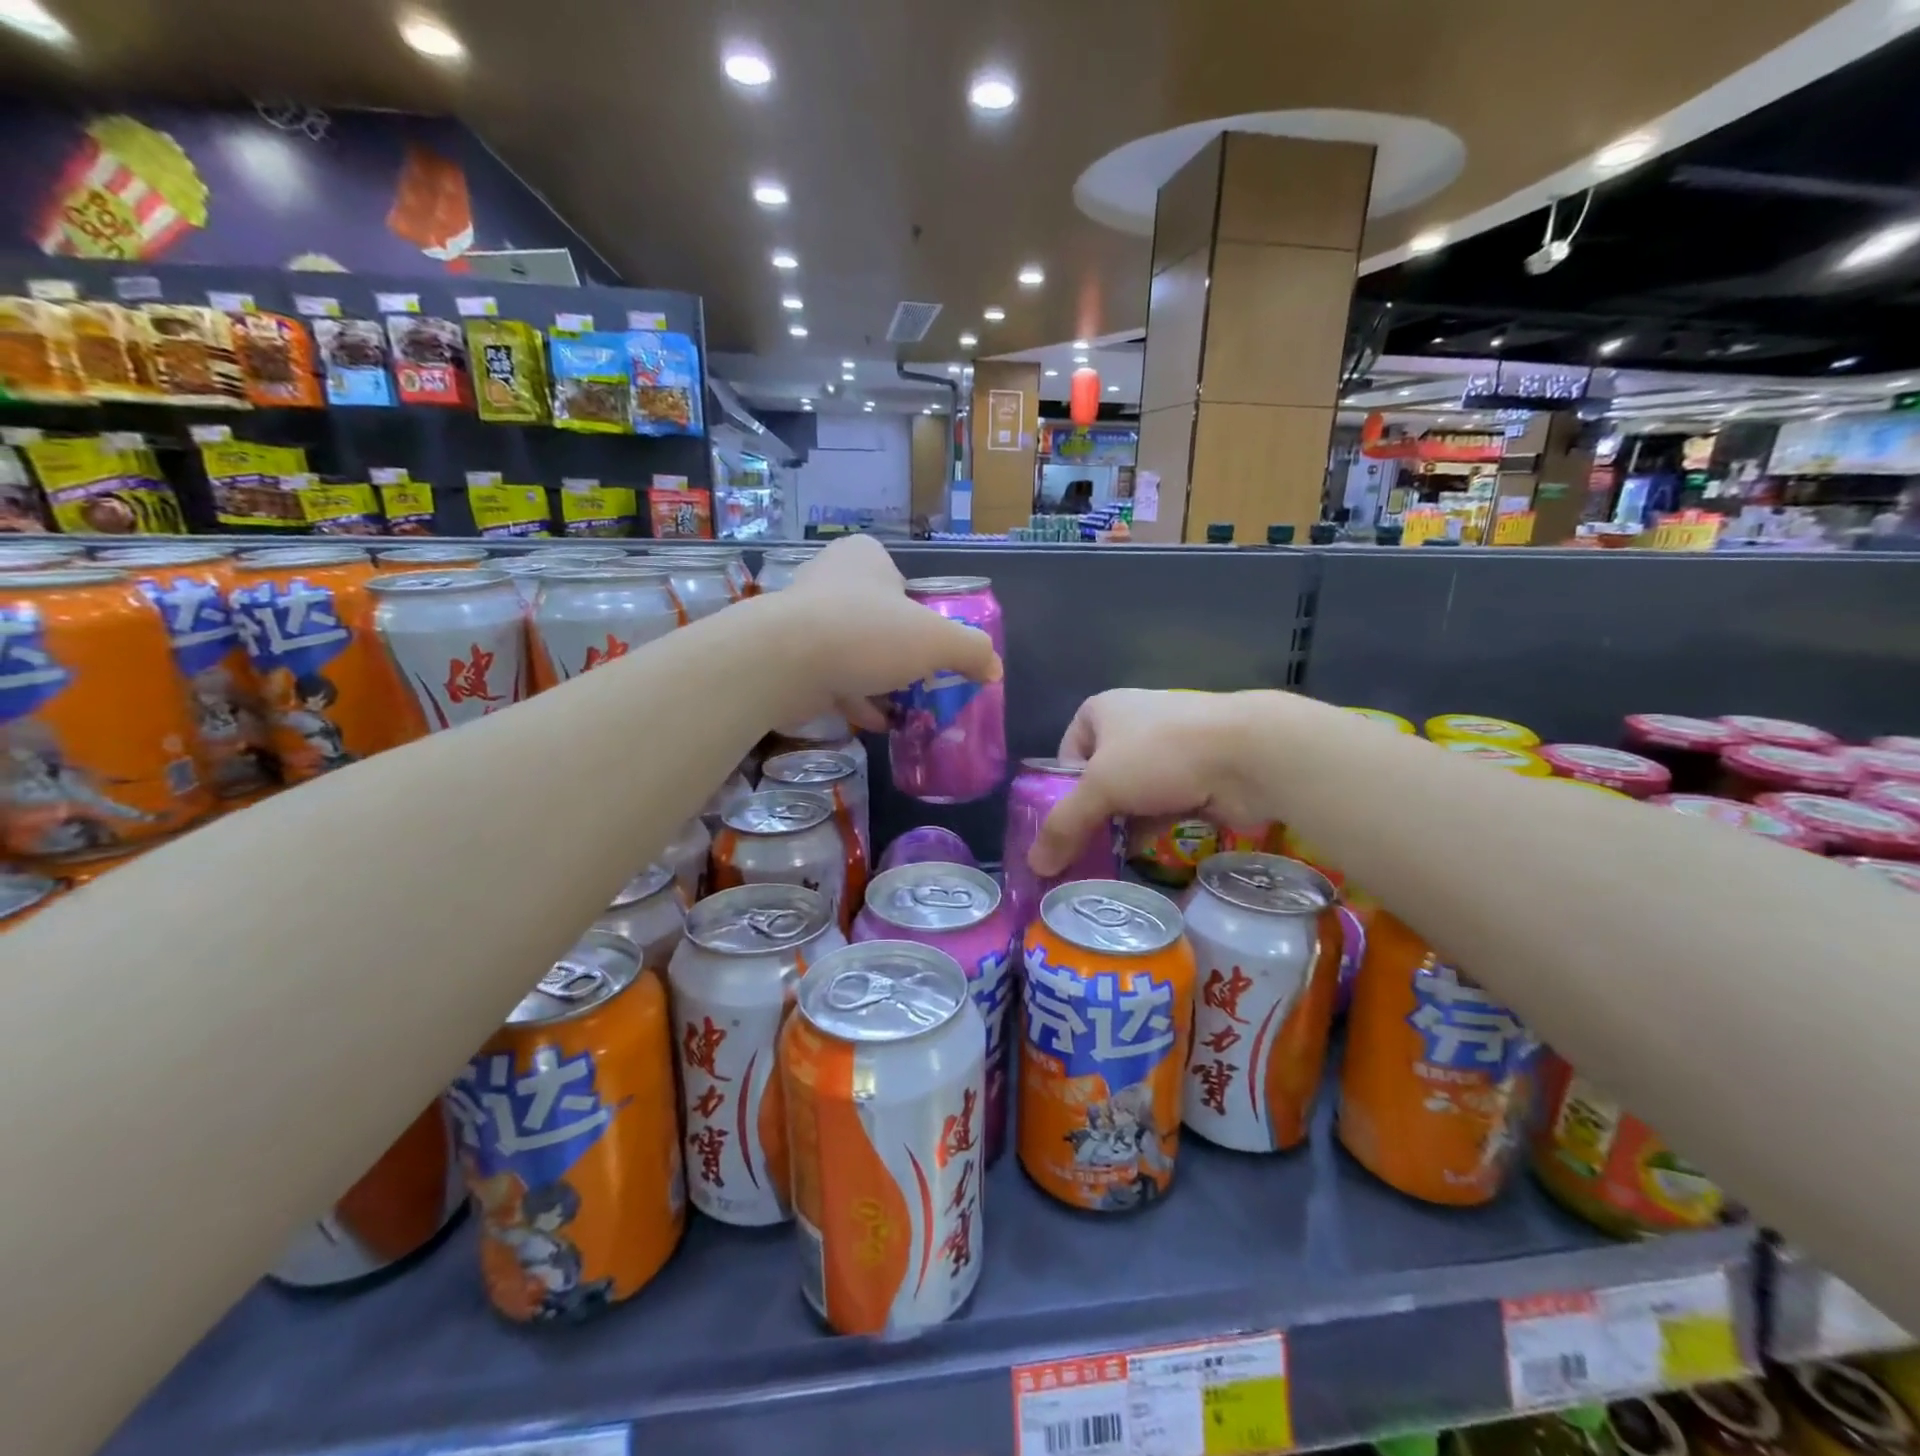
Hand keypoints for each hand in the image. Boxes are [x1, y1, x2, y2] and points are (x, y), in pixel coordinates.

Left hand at [776, 535, 1001, 730]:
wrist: (783, 662)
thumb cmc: (866, 635)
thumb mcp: (936, 640)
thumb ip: (971, 650)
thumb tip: (993, 668)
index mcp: (865, 558)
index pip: (905, 584)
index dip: (923, 617)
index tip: (933, 649)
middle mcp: (832, 579)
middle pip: (881, 621)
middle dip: (901, 655)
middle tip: (923, 682)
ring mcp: (806, 618)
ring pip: (856, 651)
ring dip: (880, 681)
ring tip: (906, 709)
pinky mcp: (790, 655)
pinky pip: (833, 676)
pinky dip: (856, 698)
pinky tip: (877, 722)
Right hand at [1029, 689, 1277, 874]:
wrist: (1249, 754)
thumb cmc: (1160, 755)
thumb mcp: (1100, 788)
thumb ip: (1064, 826)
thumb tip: (1034, 866)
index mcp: (1102, 710)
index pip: (1066, 755)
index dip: (1062, 791)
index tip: (1065, 825)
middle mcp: (1132, 724)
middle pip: (1098, 778)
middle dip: (1091, 814)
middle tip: (1080, 852)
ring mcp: (1168, 749)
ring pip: (1131, 795)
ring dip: (1121, 825)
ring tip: (1106, 860)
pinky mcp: (1196, 774)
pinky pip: (1162, 805)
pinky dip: (1151, 827)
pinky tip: (1142, 852)